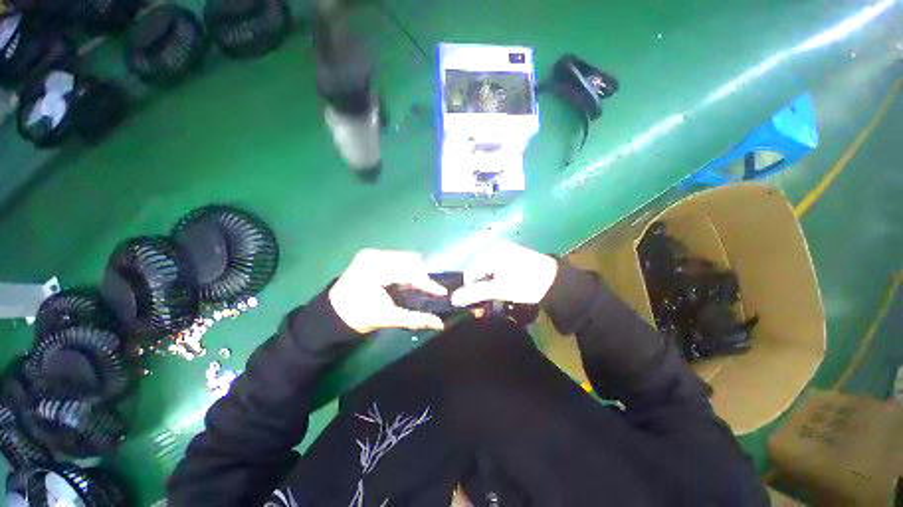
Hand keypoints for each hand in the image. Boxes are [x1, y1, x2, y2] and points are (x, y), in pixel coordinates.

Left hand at [329, 249, 447, 333]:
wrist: (333, 314)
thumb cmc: (359, 316)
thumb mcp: (389, 318)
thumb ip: (416, 319)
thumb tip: (440, 324)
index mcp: (375, 269)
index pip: (409, 271)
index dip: (427, 283)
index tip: (442, 293)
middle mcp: (374, 255)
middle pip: (410, 260)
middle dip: (421, 276)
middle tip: (426, 292)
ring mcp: (372, 253)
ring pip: (406, 257)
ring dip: (415, 271)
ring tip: (416, 287)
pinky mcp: (372, 255)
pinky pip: (398, 258)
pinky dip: (406, 269)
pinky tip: (405, 281)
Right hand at [450, 241, 558, 306]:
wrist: (557, 281)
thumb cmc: (527, 284)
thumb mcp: (500, 289)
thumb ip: (475, 293)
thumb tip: (453, 299)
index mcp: (491, 252)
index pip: (470, 272)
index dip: (471, 289)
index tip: (481, 303)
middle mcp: (495, 247)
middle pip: (478, 270)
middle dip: (480, 287)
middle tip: (489, 302)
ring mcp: (506, 250)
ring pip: (487, 270)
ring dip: (489, 284)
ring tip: (498, 295)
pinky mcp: (513, 255)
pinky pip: (497, 267)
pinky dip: (497, 278)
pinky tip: (506, 286)